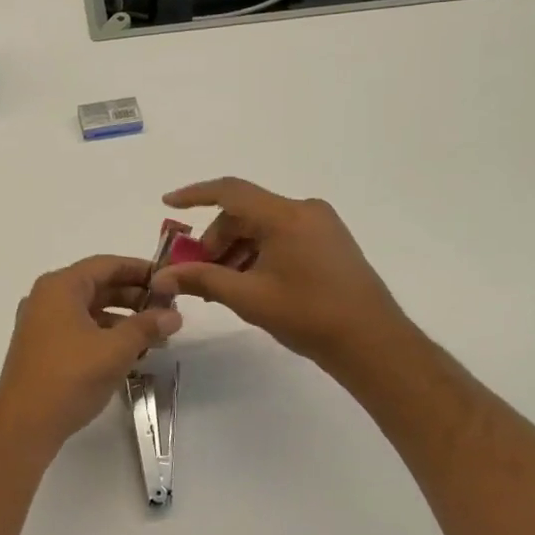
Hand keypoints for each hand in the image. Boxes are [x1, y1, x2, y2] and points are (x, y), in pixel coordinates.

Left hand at [0, 255, 181, 456]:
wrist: (24, 424)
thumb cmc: (70, 377)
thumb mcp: (115, 350)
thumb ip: (146, 327)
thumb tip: (173, 315)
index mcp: (60, 287)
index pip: (106, 265)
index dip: (139, 270)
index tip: (168, 279)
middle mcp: (46, 298)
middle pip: (96, 286)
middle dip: (133, 296)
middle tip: (166, 309)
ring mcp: (40, 324)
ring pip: (88, 310)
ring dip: (121, 318)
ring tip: (154, 335)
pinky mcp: (41, 348)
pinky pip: (78, 329)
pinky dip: (104, 334)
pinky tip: (128, 352)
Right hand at [148, 178, 409, 373]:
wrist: (374, 343)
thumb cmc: (308, 315)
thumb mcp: (248, 297)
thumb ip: (202, 280)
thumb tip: (160, 278)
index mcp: (285, 216)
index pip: (230, 191)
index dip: (195, 195)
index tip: (168, 203)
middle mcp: (304, 210)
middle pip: (245, 212)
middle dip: (217, 239)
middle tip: (200, 272)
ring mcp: (321, 225)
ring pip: (263, 226)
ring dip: (237, 249)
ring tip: (225, 284)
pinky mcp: (330, 242)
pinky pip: (282, 235)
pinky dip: (259, 252)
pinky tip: (252, 283)